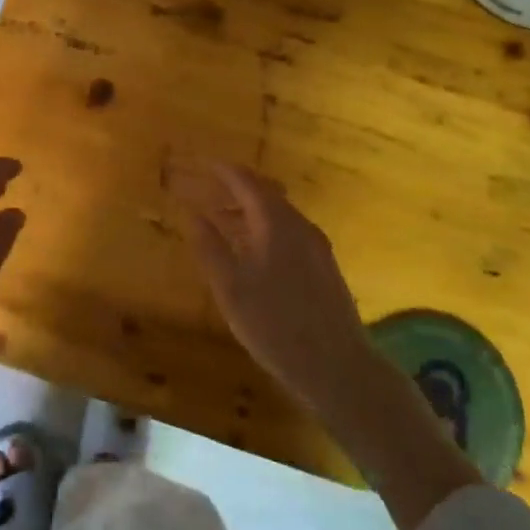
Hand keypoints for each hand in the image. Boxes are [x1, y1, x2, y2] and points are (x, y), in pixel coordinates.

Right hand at [168, 160, 373, 415]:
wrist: (338, 366)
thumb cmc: (275, 325)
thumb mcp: (231, 288)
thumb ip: (210, 247)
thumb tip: (191, 213)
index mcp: (276, 223)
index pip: (245, 181)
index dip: (220, 170)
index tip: (199, 163)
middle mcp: (300, 225)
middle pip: (265, 192)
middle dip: (234, 187)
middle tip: (206, 188)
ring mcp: (316, 245)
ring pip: (277, 213)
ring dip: (248, 210)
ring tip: (221, 221)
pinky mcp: (323, 265)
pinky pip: (288, 231)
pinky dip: (264, 228)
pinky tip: (251, 251)